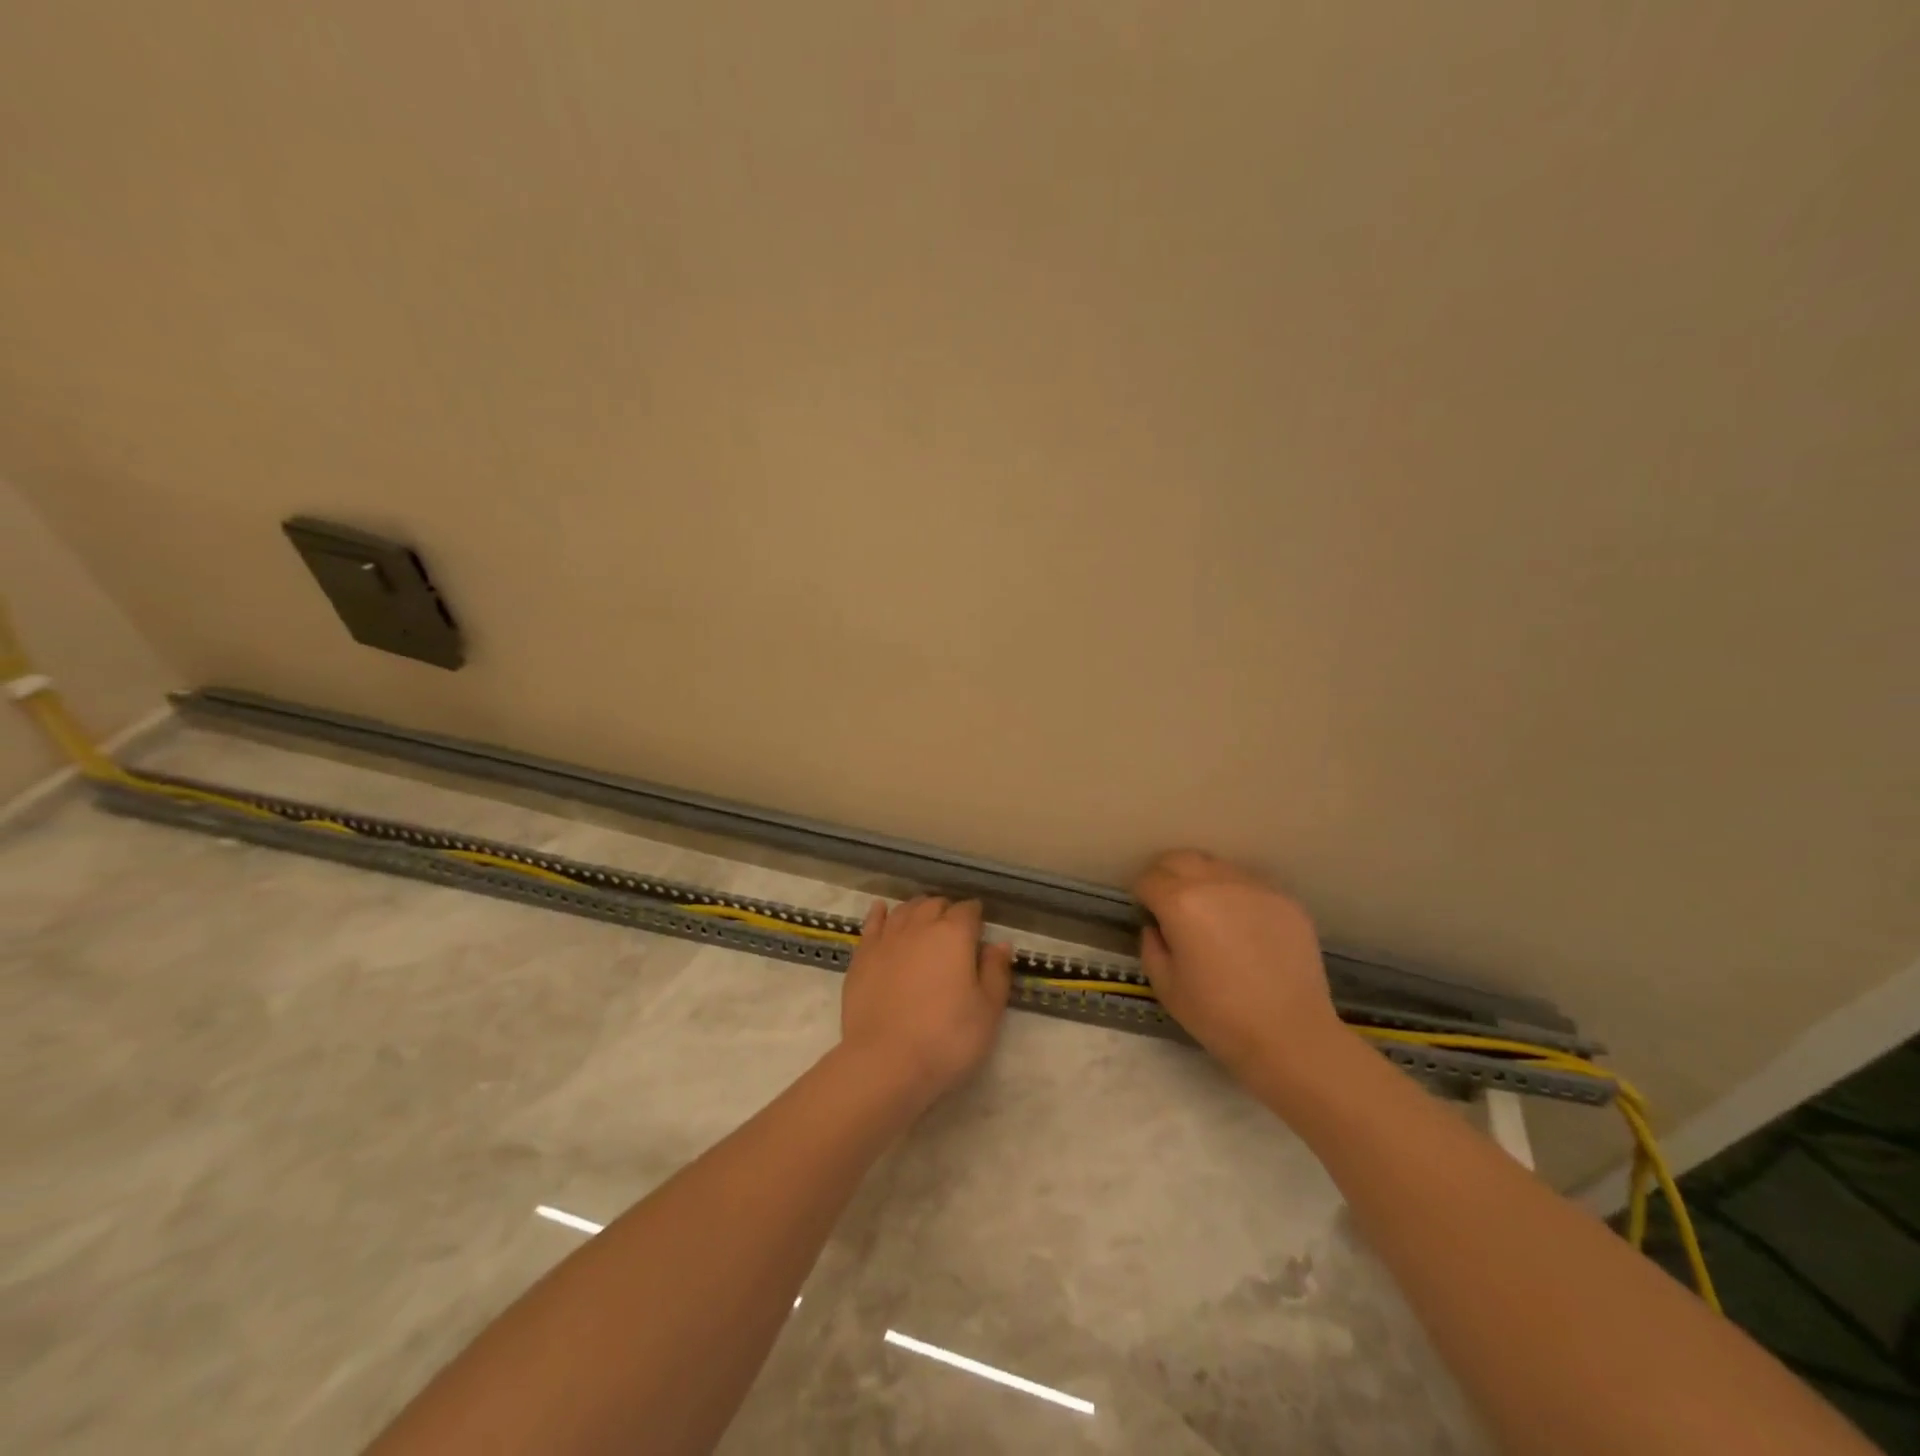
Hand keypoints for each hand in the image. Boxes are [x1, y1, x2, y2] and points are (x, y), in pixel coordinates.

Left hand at [839, 897, 1013, 1108]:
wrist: (885, 1062)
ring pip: (905, 910)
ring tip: (924, 919)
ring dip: (918, 909)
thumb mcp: (988, 1011)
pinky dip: (881, 913)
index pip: (968, 910)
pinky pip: (872, 923)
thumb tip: (1000, 944)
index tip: (979, 929)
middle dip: (947, 911)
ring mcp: (887, 939)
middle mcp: (919, 926)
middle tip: (954, 930)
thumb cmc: (946, 1039)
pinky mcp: (862, 956)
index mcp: (954, 935)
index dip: (976, 916)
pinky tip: (882, 911)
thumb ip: (996, 972)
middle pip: (935, 904)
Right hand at [1134, 850, 1348, 1089]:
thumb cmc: (1219, 1017)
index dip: (1141, 895)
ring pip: (1216, 865)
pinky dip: (1235, 895)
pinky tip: (1242, 926)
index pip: (1149, 878)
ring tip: (1208, 913)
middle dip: (1166, 875)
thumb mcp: (1166, 986)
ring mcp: (1255, 887)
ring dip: (1202, 880)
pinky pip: (1248, 883)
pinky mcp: (1285, 898)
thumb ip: (1151, 946)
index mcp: (1181, 903)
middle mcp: (1216, 882)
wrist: (1291, 1036)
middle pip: (1179, 859)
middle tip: (1169, 905)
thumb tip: (1157, 926)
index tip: (1146, 912)